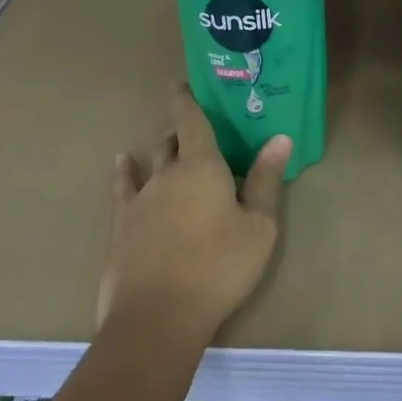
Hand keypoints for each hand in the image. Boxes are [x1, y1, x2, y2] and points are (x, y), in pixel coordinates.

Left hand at [97, 86, 288, 341]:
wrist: (158, 316)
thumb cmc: (219, 267)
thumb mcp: (259, 226)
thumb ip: (266, 180)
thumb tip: (280, 138)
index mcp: (201, 165)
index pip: (192, 119)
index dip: (187, 98)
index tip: (185, 84)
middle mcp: (167, 172)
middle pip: (171, 139)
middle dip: (182, 130)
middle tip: (195, 128)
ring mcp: (140, 198)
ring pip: (150, 161)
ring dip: (160, 150)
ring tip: (167, 144)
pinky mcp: (121, 224)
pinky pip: (123, 187)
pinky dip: (126, 171)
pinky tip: (123, 163)